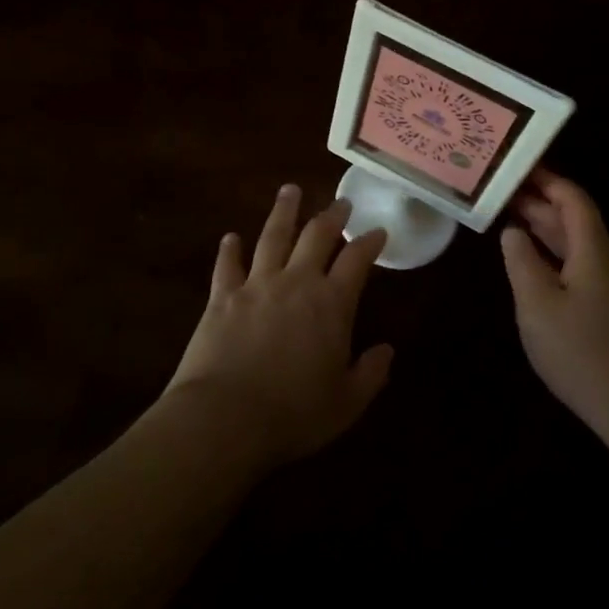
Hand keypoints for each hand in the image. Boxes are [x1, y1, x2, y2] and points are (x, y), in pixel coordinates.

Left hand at [166, 184, 392, 468]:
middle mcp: (296, 282)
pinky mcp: (222, 297)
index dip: (370, 242)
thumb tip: (387, 351)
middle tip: (341, 202)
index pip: (357, 260)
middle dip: (331, 215)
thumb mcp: (346, 403)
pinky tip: (231, 237)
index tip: (378, 231)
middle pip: (316, 235)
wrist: (224, 418)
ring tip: (289, 190)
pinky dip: (230, 250)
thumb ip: (370, 373)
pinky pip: (227, 265)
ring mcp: (256, 284)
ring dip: (283, 212)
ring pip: (272, 236)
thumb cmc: (293, 414)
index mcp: (331, 303)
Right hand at [501, 169, 608, 445]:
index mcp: (593, 250)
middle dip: (540, 201)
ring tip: (509, 217)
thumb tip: (512, 232)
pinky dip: (550, 253)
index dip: (548, 180)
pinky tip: (530, 262)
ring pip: (574, 243)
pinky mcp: (606, 308)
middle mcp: (605, 260)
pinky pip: (576, 265)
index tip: (518, 167)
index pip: (573, 199)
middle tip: (502, 190)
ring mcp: (608, 285)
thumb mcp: (538, 304)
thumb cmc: (581, 351)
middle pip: (573, 219)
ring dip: (544, 228)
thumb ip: (521, 262)